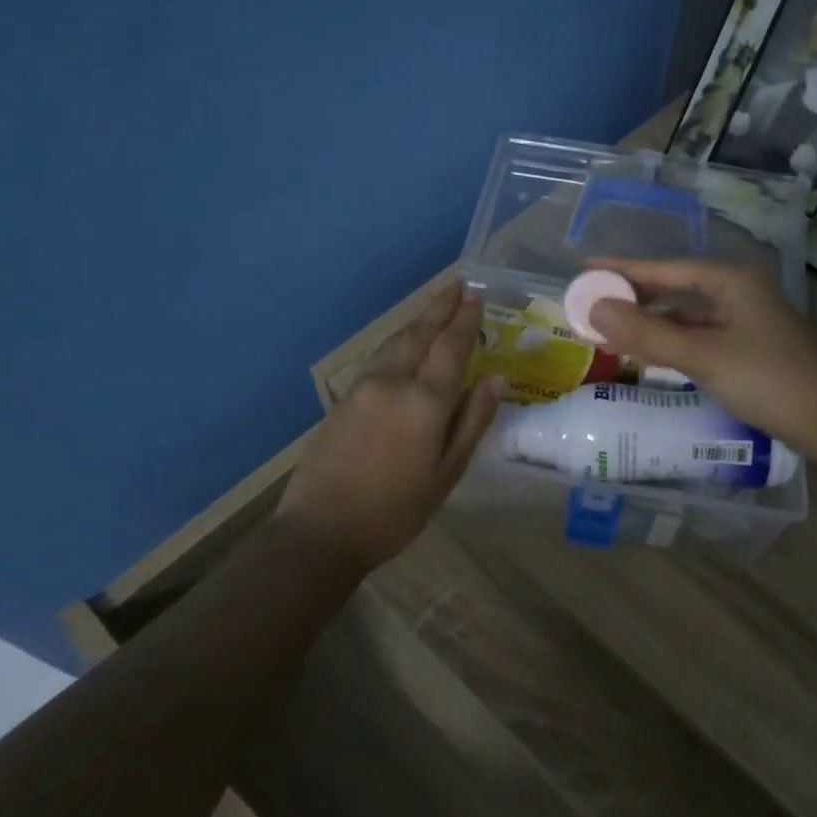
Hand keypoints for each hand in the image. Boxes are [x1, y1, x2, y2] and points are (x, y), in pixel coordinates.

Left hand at [276, 282, 503, 570]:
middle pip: (420, 334)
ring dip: (418, 321)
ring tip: (435, 307)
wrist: (321, 531)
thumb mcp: (447, 473)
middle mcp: (393, 382)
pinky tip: (403, 342)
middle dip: (440, 308)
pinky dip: (398, 341)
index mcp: (425, 401)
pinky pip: (378, 357)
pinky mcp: (344, 398)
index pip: (451, 347)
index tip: (477, 296)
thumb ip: (473, 421)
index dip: (466, 320)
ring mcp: (363, 387)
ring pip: (396, 342)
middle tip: (458, 284)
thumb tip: (496, 379)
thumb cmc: (396, 510)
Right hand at [586, 258, 816, 463]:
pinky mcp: (750, 347)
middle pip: (677, 288)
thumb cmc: (769, 380)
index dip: (624, 269)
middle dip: (635, 296)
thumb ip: (648, 333)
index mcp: (733, 280)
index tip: (585, 269)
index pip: (666, 268)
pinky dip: (673, 341)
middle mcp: (740, 292)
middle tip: (593, 302)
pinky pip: (700, 335)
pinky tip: (651, 351)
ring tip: (612, 328)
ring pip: (688, 314)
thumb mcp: (703, 356)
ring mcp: (747, 320)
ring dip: (653, 322)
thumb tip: (595, 310)